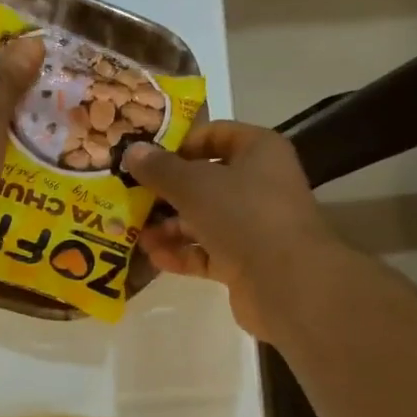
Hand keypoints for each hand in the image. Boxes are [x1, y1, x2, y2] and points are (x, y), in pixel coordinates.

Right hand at [126, 122, 340, 341]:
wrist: (286, 281)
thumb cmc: (243, 214)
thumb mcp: (193, 185)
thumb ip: (160, 169)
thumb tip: (132, 151)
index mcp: (258, 151)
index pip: (215, 135)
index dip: (180, 143)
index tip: (146, 159)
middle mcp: (258, 184)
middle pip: (204, 181)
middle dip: (166, 192)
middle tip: (130, 198)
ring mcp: (252, 225)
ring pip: (202, 220)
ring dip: (168, 227)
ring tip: (136, 234)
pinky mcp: (244, 261)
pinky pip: (205, 252)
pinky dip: (181, 254)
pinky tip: (154, 257)